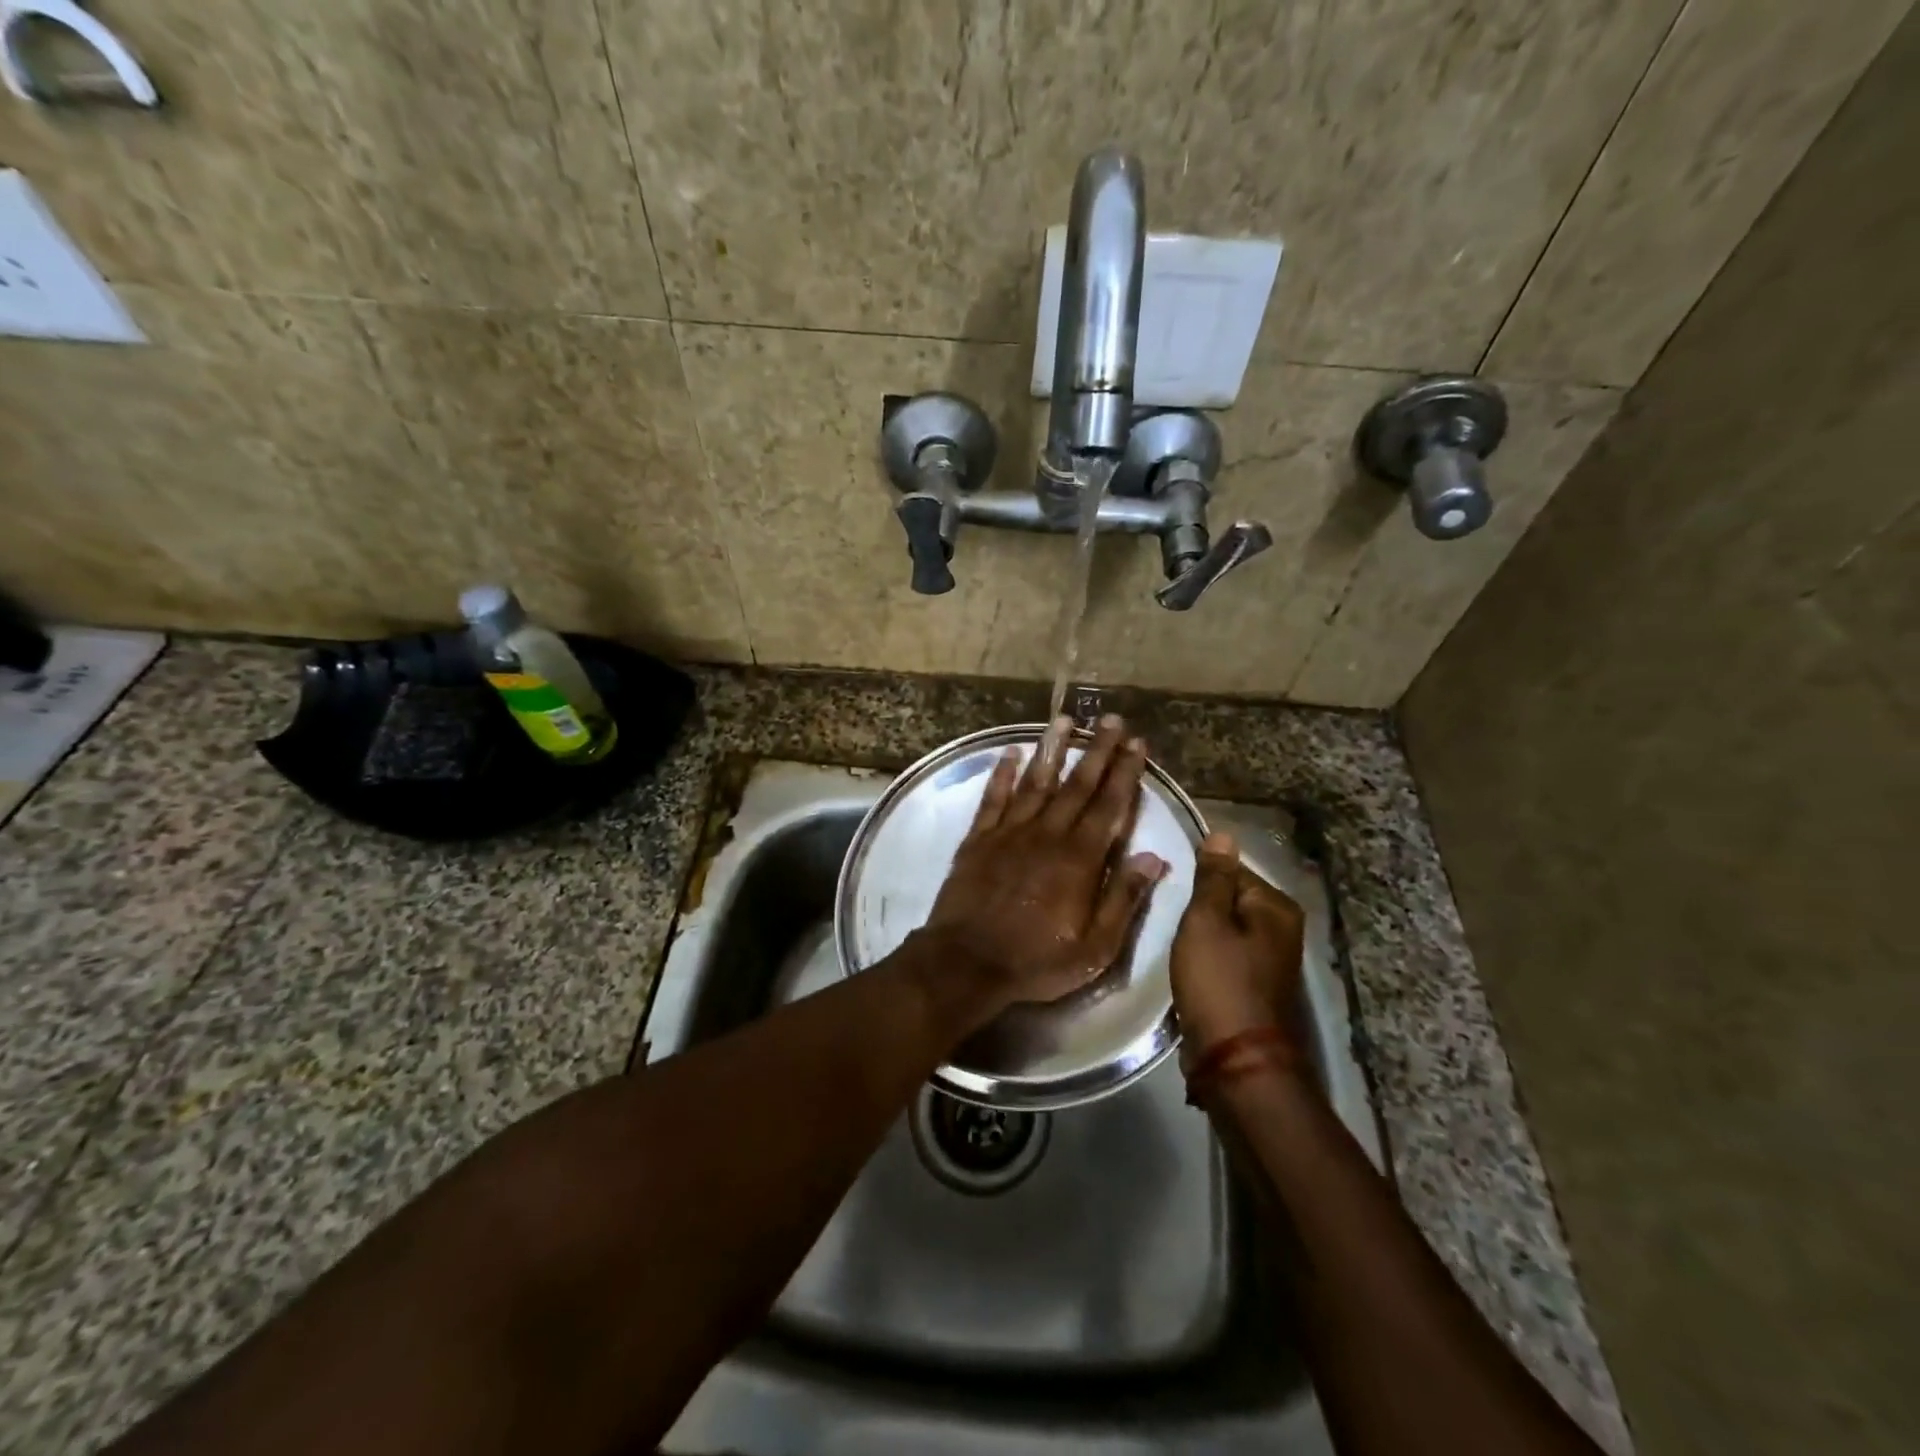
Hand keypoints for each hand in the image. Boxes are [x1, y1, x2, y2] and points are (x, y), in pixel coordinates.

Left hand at [922, 714, 1168, 1007]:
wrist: (967, 962)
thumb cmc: (1036, 960)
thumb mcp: (1095, 946)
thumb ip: (1125, 899)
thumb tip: (1153, 857)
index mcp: (1080, 858)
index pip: (1110, 805)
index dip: (1125, 772)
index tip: (1137, 743)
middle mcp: (1047, 834)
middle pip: (1077, 784)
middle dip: (1097, 750)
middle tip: (1110, 719)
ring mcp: (1010, 832)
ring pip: (1035, 781)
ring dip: (1052, 749)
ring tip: (1064, 719)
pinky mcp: (979, 838)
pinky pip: (994, 797)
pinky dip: (1002, 773)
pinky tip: (1010, 752)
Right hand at [1171, 833, 1308, 1060]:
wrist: (1236, 1060)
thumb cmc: (1218, 981)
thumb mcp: (1206, 921)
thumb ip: (1213, 878)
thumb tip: (1223, 834)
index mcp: (1276, 907)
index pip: (1232, 869)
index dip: (1199, 879)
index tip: (1172, 891)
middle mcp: (1283, 928)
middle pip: (1230, 900)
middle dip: (1200, 907)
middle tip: (1169, 917)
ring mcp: (1272, 959)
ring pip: (1227, 929)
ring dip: (1202, 933)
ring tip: (1175, 941)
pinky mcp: (1257, 985)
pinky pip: (1227, 954)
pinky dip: (1208, 956)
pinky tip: (1189, 965)